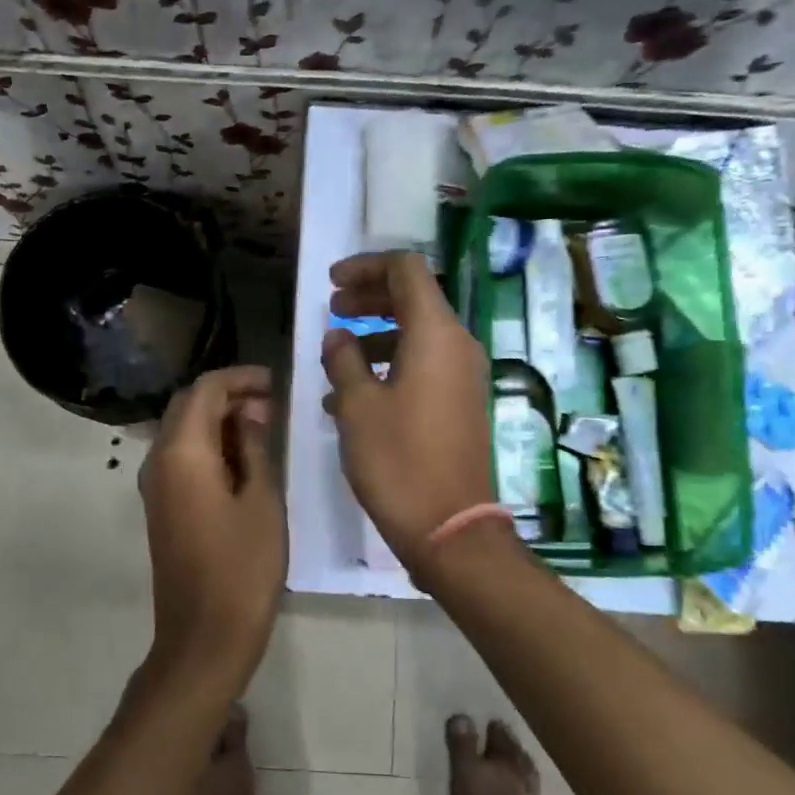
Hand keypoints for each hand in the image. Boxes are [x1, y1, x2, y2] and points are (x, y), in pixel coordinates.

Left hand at [139, 365, 284, 691]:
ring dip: (219, 419)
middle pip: (188, 405)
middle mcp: (159, 460)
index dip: (240, 378)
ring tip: (264, 428)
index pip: (205, 389)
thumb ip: (254, 448)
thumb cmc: (242, 567)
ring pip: (184, 430)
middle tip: (272, 404)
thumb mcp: (262, 501)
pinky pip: (182, 456)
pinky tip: (243, 458)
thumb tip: (250, 416)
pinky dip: (210, 444)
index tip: (275, 382)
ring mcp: (156, 485)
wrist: (204, 636)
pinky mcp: (162, 505)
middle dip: (229, 395)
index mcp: (183, 452)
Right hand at [322, 252, 495, 566]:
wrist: (449, 527)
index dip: (366, 267)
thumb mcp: (357, 405)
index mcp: (436, 334)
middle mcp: (457, 345)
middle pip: (413, 298)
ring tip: (335, 356)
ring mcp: (462, 376)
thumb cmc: (398, 460)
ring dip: (375, 335)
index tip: (331, 283)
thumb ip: (343, 359)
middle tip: (331, 310)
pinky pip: (423, 366)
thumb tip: (338, 337)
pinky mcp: (459, 403)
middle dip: (369, 298)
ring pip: (417, 334)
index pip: (406, 269)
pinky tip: (352, 395)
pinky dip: (390, 365)